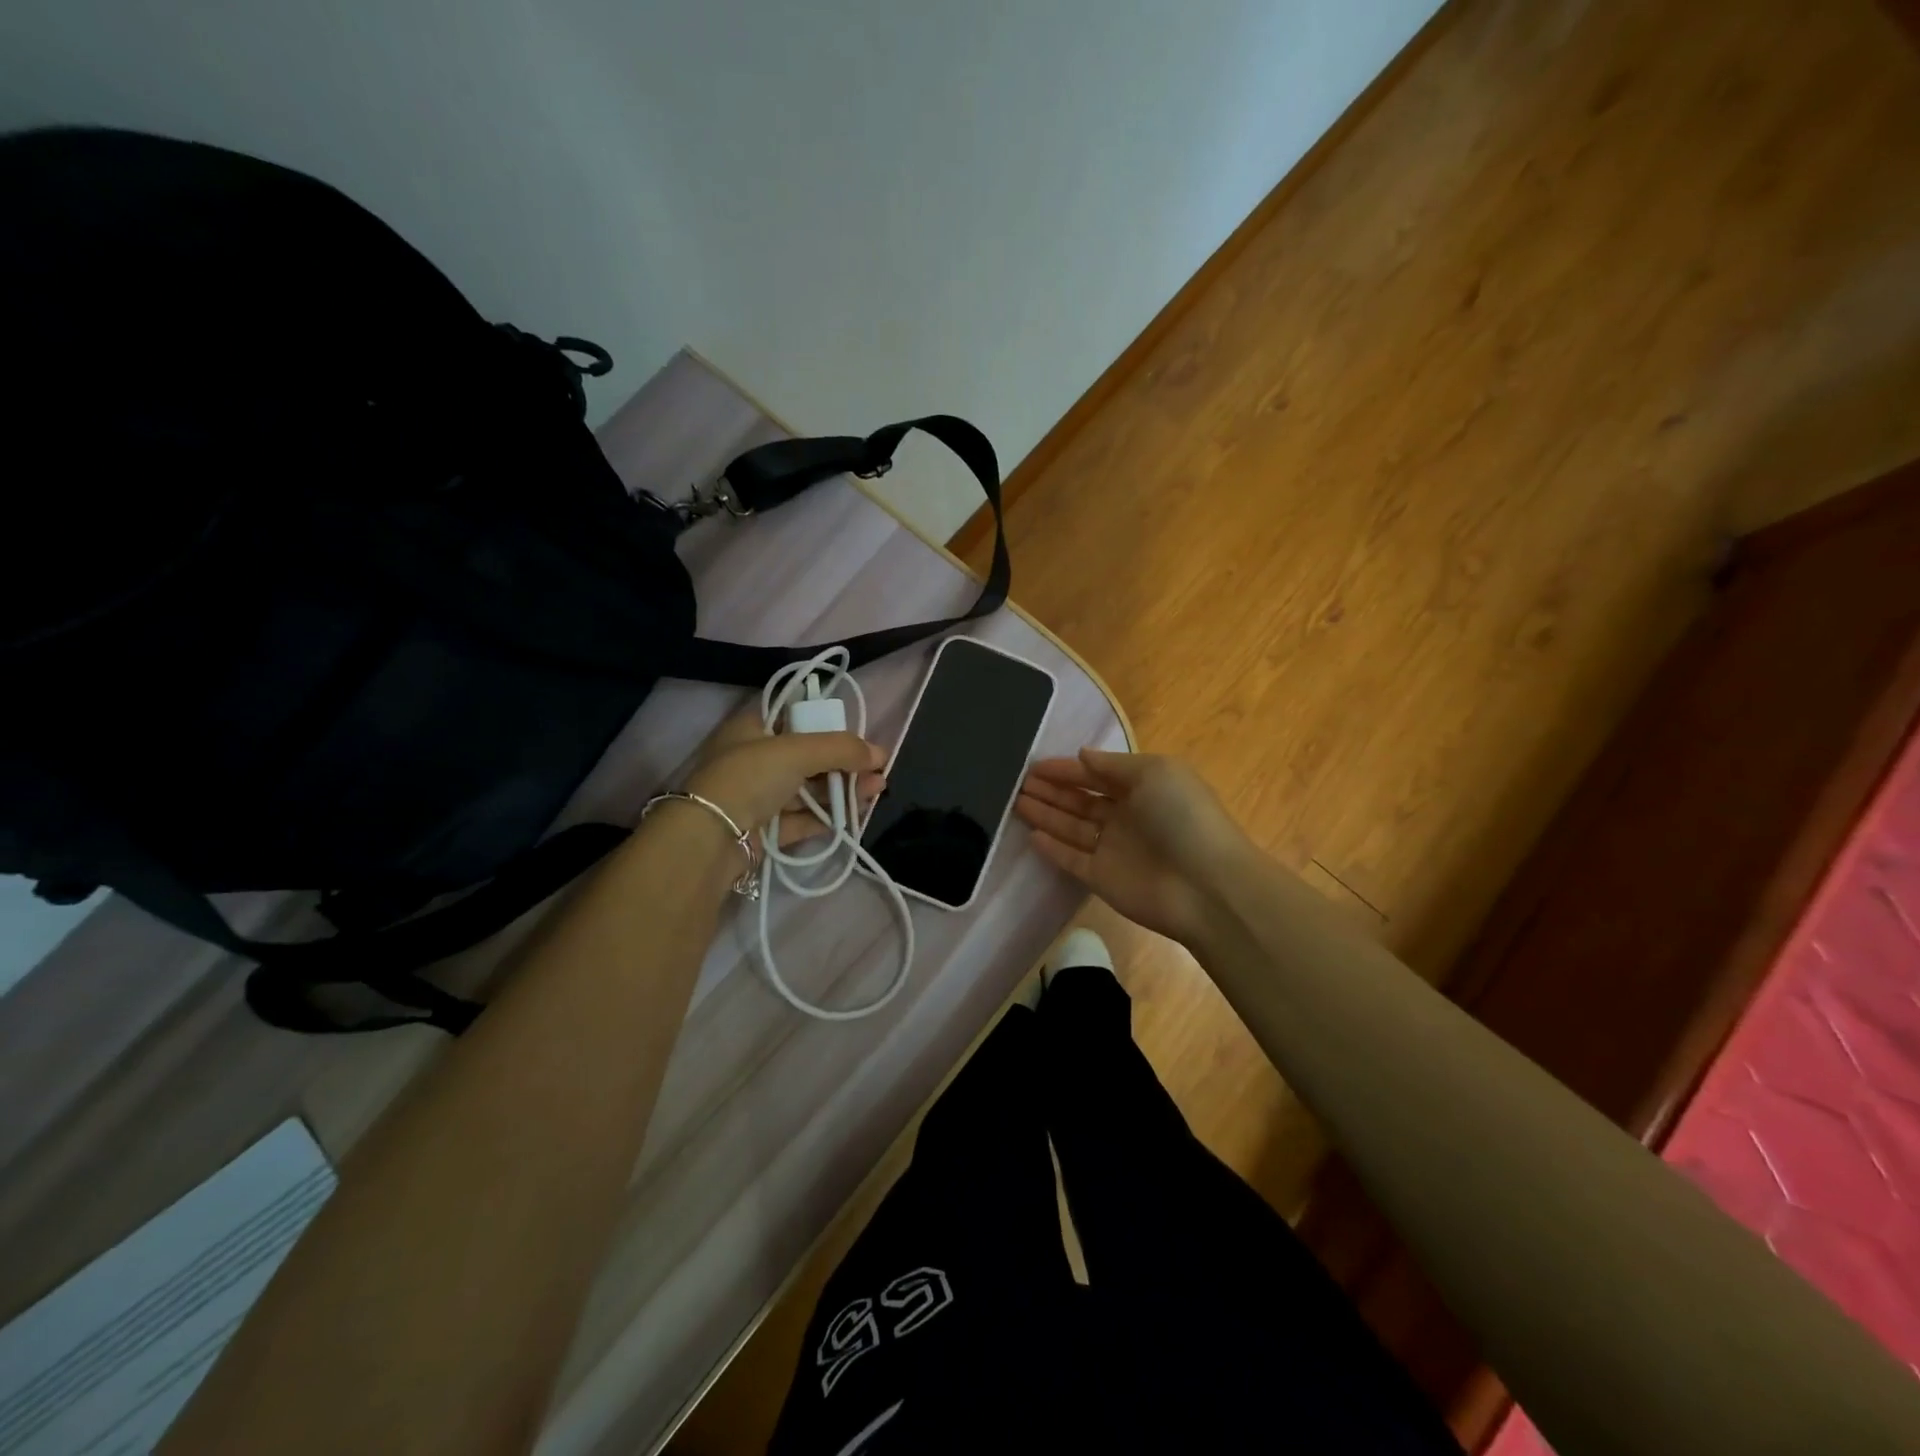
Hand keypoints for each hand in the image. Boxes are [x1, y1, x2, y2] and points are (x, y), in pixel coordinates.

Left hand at [682, 706, 885, 848]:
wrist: (711, 838)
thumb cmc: (750, 777)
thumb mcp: (797, 750)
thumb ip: (840, 748)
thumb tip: (880, 753)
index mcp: (752, 729)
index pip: (796, 720)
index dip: (828, 726)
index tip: (857, 737)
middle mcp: (754, 760)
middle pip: (808, 758)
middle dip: (845, 763)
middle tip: (878, 769)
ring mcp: (759, 797)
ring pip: (809, 790)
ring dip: (842, 789)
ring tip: (877, 790)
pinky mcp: (766, 830)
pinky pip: (803, 819)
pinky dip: (828, 816)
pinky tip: (856, 815)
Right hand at [1015, 749, 1245, 944]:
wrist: (1207, 886)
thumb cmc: (1182, 817)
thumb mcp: (1154, 772)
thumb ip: (1113, 764)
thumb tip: (1082, 755)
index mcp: (1144, 788)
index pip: (1097, 774)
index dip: (1067, 769)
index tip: (1034, 766)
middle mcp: (1127, 816)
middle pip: (1081, 801)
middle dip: (1052, 790)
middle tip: (1018, 783)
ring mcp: (1114, 849)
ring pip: (1072, 828)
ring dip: (1046, 814)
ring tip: (1015, 801)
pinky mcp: (1103, 879)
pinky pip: (1072, 860)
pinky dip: (1052, 848)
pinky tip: (1031, 835)